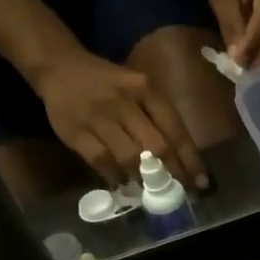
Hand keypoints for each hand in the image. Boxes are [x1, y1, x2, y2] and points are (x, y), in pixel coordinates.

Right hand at [33, 50, 206, 190]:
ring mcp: (98, 116)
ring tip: (153, 192)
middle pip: (156, 146)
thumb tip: (182, 163)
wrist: (59, 66)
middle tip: (180, 193)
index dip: (190, 160)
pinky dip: (116, 177)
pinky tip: (123, 185)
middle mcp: (124, 101)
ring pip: (130, 156)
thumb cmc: (109, 85)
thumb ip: (158, 120)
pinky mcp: (76, 130)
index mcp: (145, 89)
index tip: (200, 182)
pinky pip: (102, 161)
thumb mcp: (139, 90)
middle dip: (172, 174)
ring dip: (145, 179)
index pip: (175, 129)